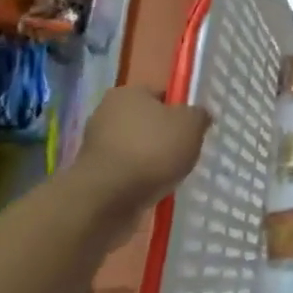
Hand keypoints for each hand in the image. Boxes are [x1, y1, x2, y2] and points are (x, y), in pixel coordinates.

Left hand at [79, 85, 210, 212]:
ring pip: (135, 149)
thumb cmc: (151, 151)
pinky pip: (124, 173)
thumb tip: (200, 115)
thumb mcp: (191, 125)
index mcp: (128, 92)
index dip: (180, 110)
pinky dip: (137, 180)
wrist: (105, 200)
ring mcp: (96, 146)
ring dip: (150, 161)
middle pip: (147, 122)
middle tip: (185, 153)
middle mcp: (107, 113)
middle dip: (164, 137)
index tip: (193, 129)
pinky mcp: (92, 176)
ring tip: (170, 177)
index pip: (161, 95)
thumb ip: (199, 115)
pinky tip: (151, 191)